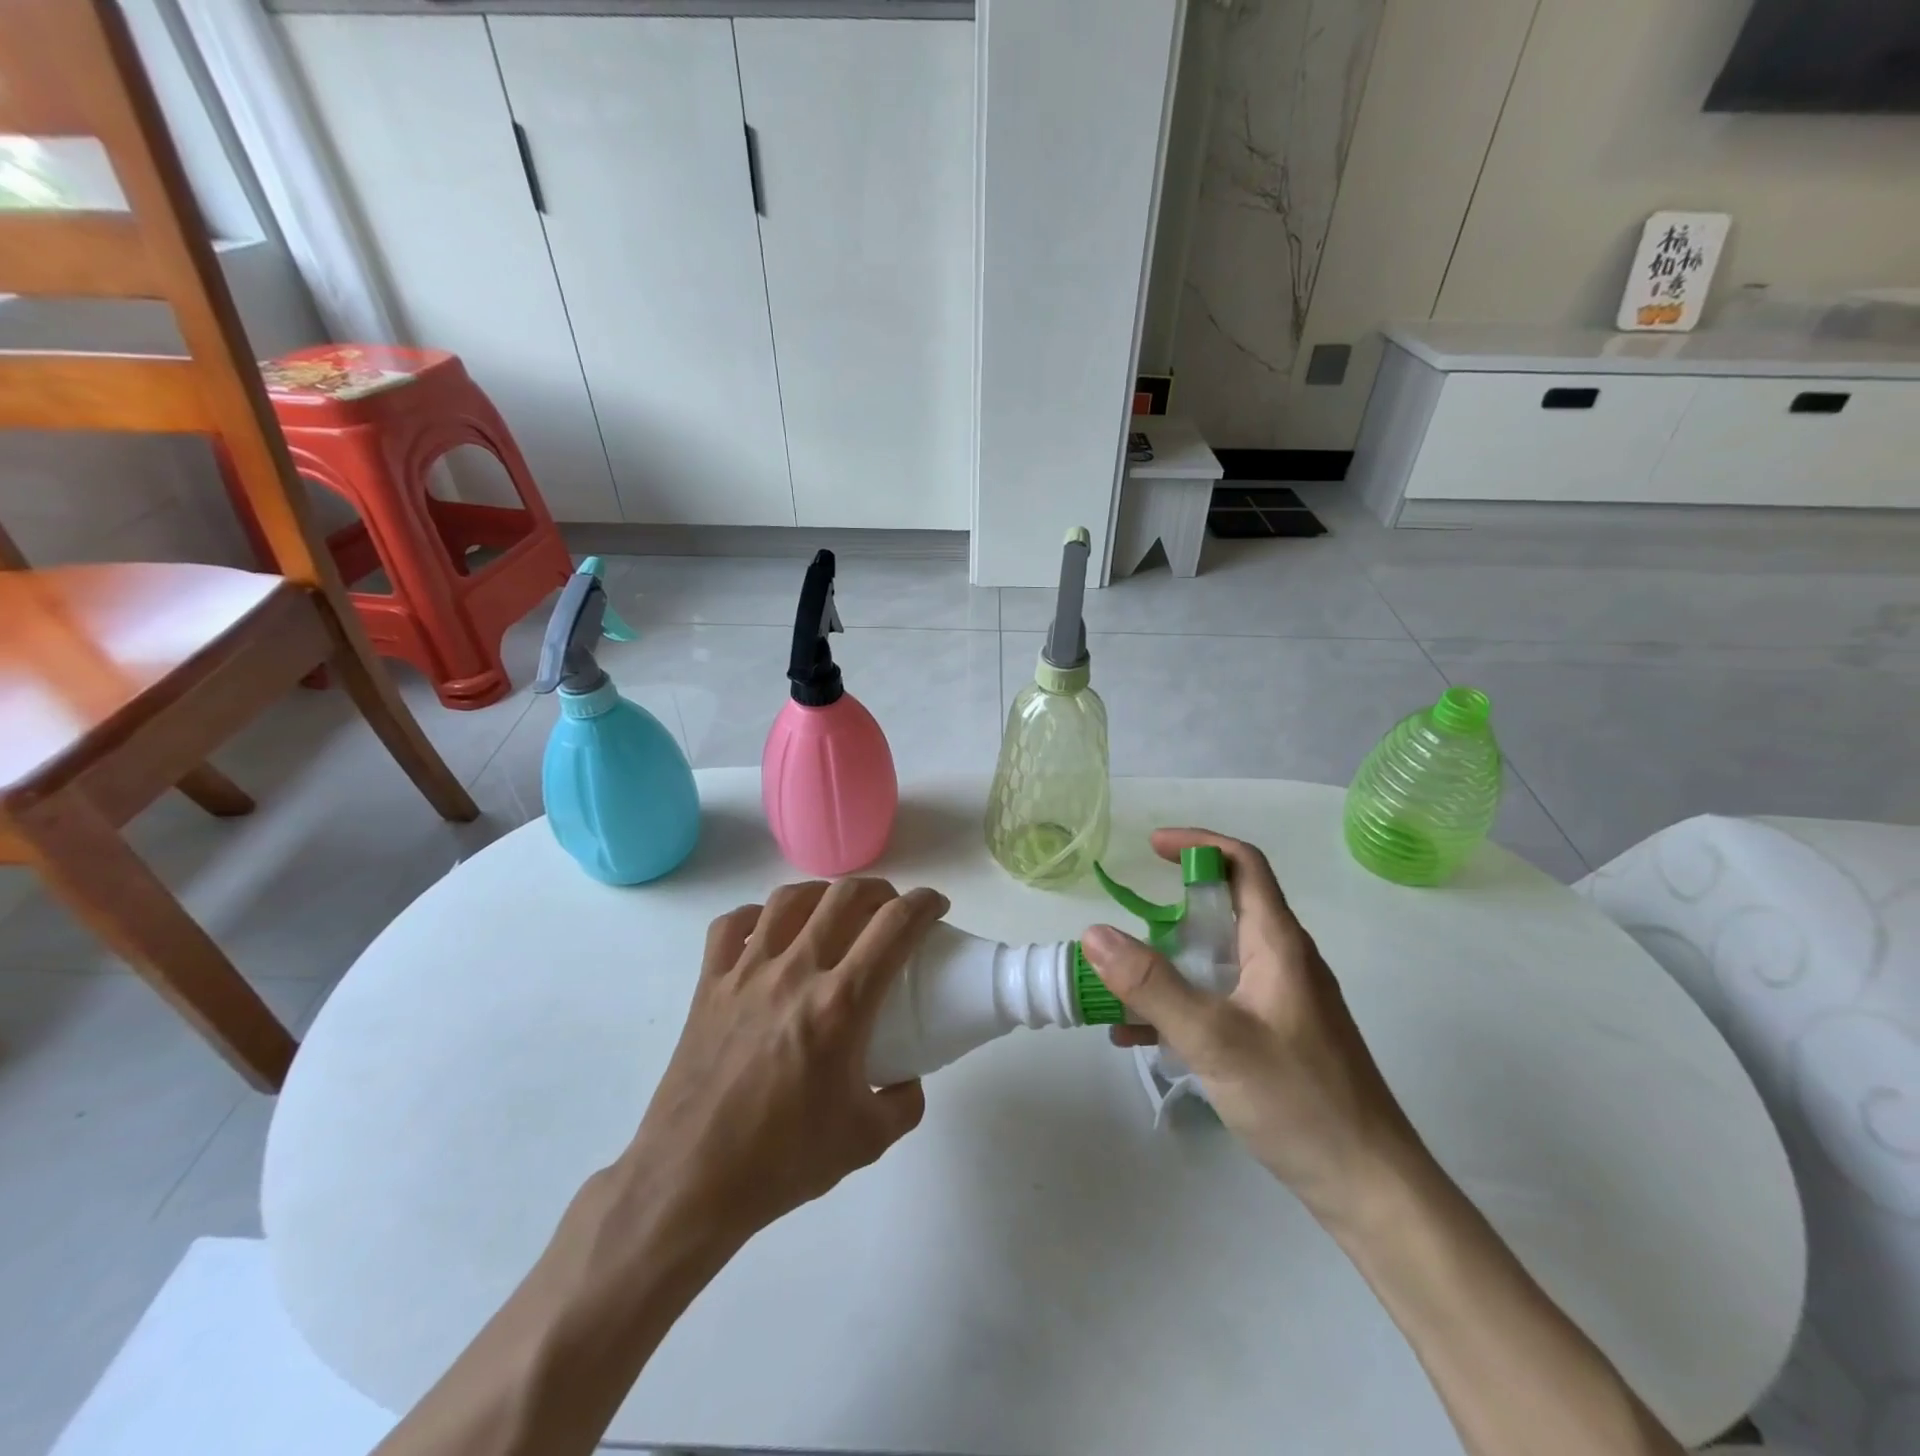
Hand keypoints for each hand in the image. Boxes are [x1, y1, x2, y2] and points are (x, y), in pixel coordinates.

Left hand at [619, 878, 947, 1244]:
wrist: (691, 1182)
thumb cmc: (782, 1161)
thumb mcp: (867, 1140)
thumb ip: (904, 1103)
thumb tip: (909, 1076)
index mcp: (840, 1005)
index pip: (894, 927)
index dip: (924, 904)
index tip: (936, 905)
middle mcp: (795, 973)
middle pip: (844, 897)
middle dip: (880, 891)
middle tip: (891, 909)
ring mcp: (746, 973)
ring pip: (789, 900)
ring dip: (823, 894)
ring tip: (835, 910)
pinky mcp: (709, 985)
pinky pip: (732, 925)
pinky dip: (757, 916)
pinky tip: (770, 931)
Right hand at [1079, 829, 1422, 1224]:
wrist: (1370, 1187)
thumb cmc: (1299, 1100)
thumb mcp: (1214, 1038)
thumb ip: (1152, 985)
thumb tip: (1095, 932)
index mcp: (1278, 944)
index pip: (1243, 863)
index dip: (1198, 843)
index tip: (1151, 847)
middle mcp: (1282, 961)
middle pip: (1222, 911)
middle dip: (1166, 914)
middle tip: (1123, 935)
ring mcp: (1280, 1000)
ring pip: (1213, 960)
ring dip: (1165, 966)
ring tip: (1115, 991)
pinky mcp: (1276, 1035)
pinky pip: (1217, 999)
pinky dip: (1178, 1005)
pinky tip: (1138, 1037)